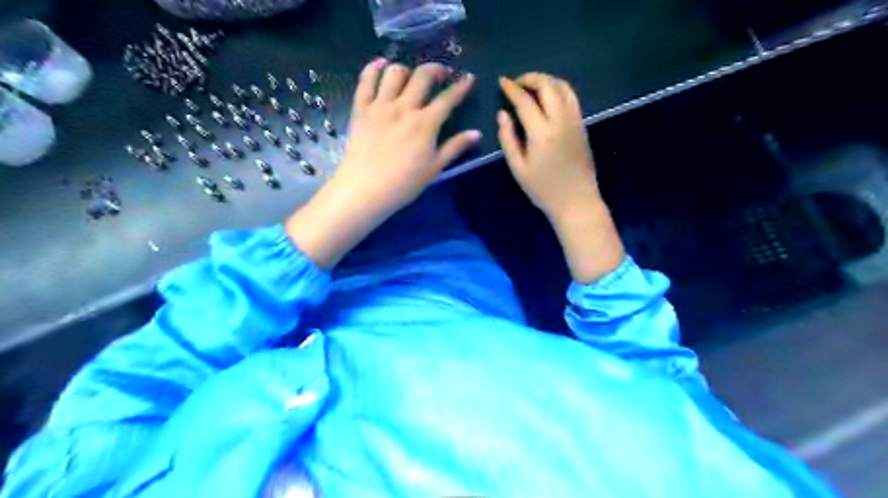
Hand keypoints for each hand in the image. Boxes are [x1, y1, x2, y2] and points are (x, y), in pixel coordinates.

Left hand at [285, 61, 478, 270]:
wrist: (365, 189)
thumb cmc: (404, 184)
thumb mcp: (434, 168)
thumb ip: (455, 147)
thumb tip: (477, 133)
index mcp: (426, 123)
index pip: (448, 98)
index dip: (461, 86)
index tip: (469, 78)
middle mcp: (404, 107)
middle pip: (422, 76)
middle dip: (436, 70)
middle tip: (442, 74)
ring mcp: (380, 106)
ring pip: (395, 73)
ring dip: (407, 69)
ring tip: (411, 76)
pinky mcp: (361, 109)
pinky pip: (366, 81)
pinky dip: (374, 69)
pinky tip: (381, 65)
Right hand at [497, 73, 598, 221]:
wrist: (576, 201)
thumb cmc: (543, 189)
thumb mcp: (518, 168)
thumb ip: (507, 139)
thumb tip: (502, 114)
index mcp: (542, 132)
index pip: (525, 101)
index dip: (512, 88)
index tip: (502, 81)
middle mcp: (561, 120)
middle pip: (547, 86)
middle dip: (531, 78)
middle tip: (516, 83)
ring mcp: (575, 121)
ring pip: (563, 87)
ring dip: (546, 80)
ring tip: (531, 86)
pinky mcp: (582, 125)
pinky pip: (571, 97)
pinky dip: (558, 89)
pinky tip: (548, 97)